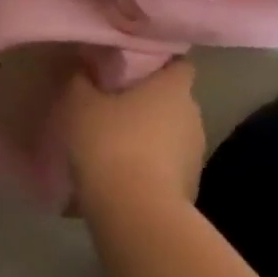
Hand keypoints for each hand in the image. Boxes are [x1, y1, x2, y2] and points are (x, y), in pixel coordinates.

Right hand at [54, 61, 206, 220]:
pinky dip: (153, 169)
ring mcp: (196, 153)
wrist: (136, 214)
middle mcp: (193, 114)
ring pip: (173, 135)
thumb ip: (81, 80)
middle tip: (118, 105)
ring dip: (152, 138)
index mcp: (173, 87)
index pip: (179, 63)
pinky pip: (169, 168)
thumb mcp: (80, 105)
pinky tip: (126, 178)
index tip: (136, 67)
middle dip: (151, 102)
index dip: (161, 62)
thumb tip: (84, 66)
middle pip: (174, 100)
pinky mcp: (192, 188)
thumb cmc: (111, 145)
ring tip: (119, 145)